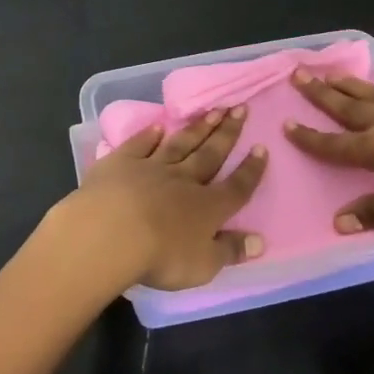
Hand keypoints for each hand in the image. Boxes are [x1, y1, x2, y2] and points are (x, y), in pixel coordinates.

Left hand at [44, 107, 268, 293]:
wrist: (111, 231)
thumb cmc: (161, 256)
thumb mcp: (203, 264)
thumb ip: (230, 250)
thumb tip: (260, 241)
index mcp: (207, 207)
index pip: (236, 187)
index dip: (251, 170)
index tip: (262, 147)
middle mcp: (183, 180)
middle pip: (210, 154)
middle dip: (228, 133)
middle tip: (240, 108)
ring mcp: (151, 167)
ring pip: (180, 144)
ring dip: (198, 128)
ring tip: (213, 110)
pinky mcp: (121, 162)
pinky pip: (140, 144)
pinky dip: (150, 135)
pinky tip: (159, 126)